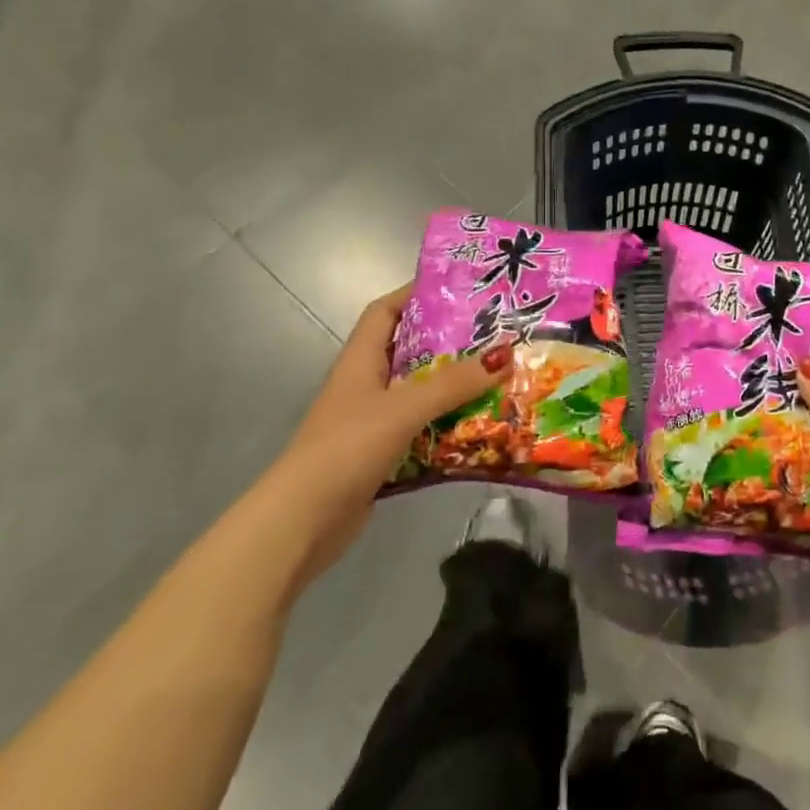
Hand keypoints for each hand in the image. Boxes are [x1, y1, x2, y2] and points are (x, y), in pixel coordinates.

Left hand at [269, 285, 511, 572]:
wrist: (302, 523)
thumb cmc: (347, 448)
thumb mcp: (403, 408)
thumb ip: (454, 383)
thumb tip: (506, 354)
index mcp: (360, 361)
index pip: (385, 311)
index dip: (414, 293)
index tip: (458, 287)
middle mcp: (366, 385)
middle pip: (410, 350)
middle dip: (450, 341)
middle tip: (496, 332)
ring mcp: (372, 421)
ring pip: (421, 392)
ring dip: (455, 386)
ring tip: (500, 375)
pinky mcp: (382, 454)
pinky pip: (424, 429)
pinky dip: (449, 424)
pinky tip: (481, 426)